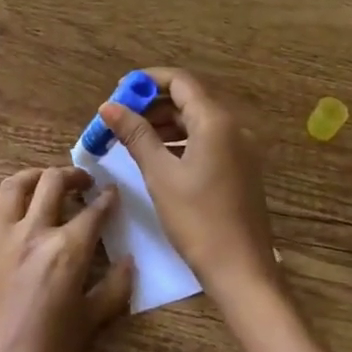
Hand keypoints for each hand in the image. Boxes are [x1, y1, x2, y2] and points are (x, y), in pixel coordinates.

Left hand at [0, 166, 133, 351]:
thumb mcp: (89, 324)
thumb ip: (114, 288)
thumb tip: (129, 261)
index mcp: (68, 250)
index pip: (95, 212)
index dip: (108, 199)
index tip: (112, 194)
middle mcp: (33, 234)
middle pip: (53, 183)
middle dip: (72, 176)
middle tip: (82, 183)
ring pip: (14, 186)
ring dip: (33, 176)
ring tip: (43, 181)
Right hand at [99, 68, 279, 300]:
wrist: (242, 271)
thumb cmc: (198, 220)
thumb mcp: (160, 175)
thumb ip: (135, 135)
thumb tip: (109, 105)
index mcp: (215, 121)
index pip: (180, 81)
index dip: (147, 81)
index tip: (119, 92)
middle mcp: (232, 126)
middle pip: (188, 99)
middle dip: (152, 105)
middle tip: (119, 120)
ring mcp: (239, 148)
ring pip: (196, 121)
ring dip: (164, 124)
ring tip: (131, 139)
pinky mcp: (239, 168)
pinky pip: (206, 140)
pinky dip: (180, 141)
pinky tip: (157, 158)